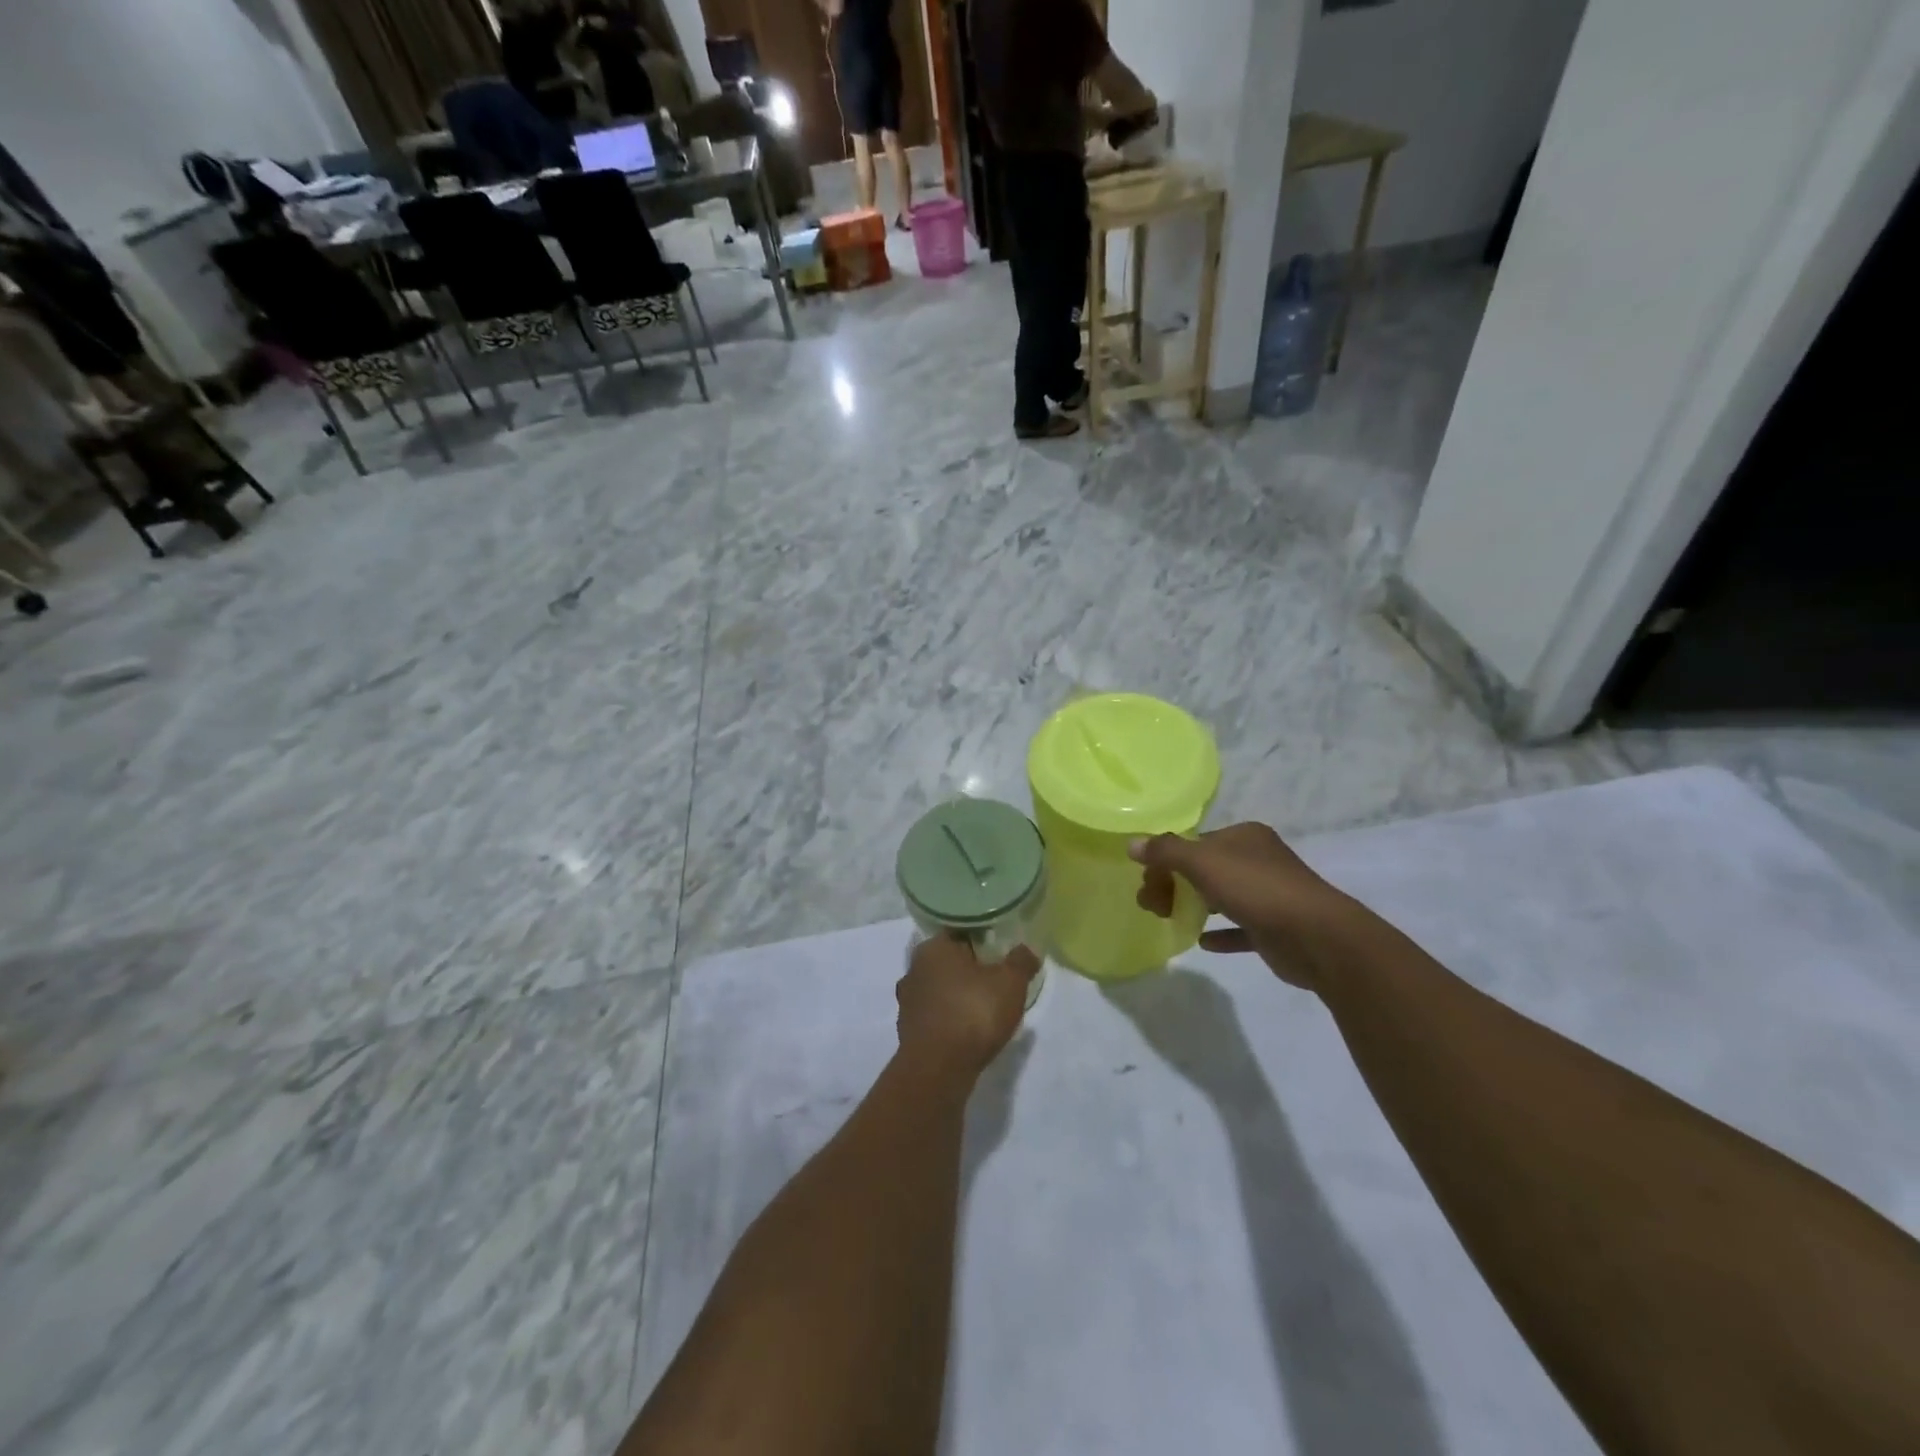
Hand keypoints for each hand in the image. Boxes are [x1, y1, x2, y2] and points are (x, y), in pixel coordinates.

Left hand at [896, 935, 1037, 1077]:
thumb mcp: (1010, 982)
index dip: (982, 938)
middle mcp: (914, 968)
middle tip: (996, 978)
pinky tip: (967, 1029)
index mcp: (934, 947)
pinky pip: (934, 1014)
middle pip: (947, 960)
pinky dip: (949, 1018)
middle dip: (969, 967)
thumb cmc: (973, 1012)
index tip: (1000, 950)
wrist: (938, 1070)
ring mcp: (907, 1000)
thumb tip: (1027, 950)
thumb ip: (1021, 961)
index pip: (959, 931)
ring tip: (984, 1006)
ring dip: (957, 994)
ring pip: (938, 988)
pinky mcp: (907, 1030)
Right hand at [1130, 823, 1351, 990]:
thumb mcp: (1203, 862)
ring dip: (1193, 906)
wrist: (1316, 937)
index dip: (1166, 860)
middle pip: (1204, 869)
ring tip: (1167, 920)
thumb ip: (1166, 851)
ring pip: (1221, 896)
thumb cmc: (1257, 889)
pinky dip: (1220, 933)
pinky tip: (1202, 942)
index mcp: (1244, 837)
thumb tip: (1132, 843)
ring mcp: (1269, 894)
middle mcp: (1258, 860)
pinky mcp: (1274, 928)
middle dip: (1174, 885)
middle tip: (1151, 906)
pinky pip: (1239, 928)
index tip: (1146, 882)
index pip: (1195, 842)